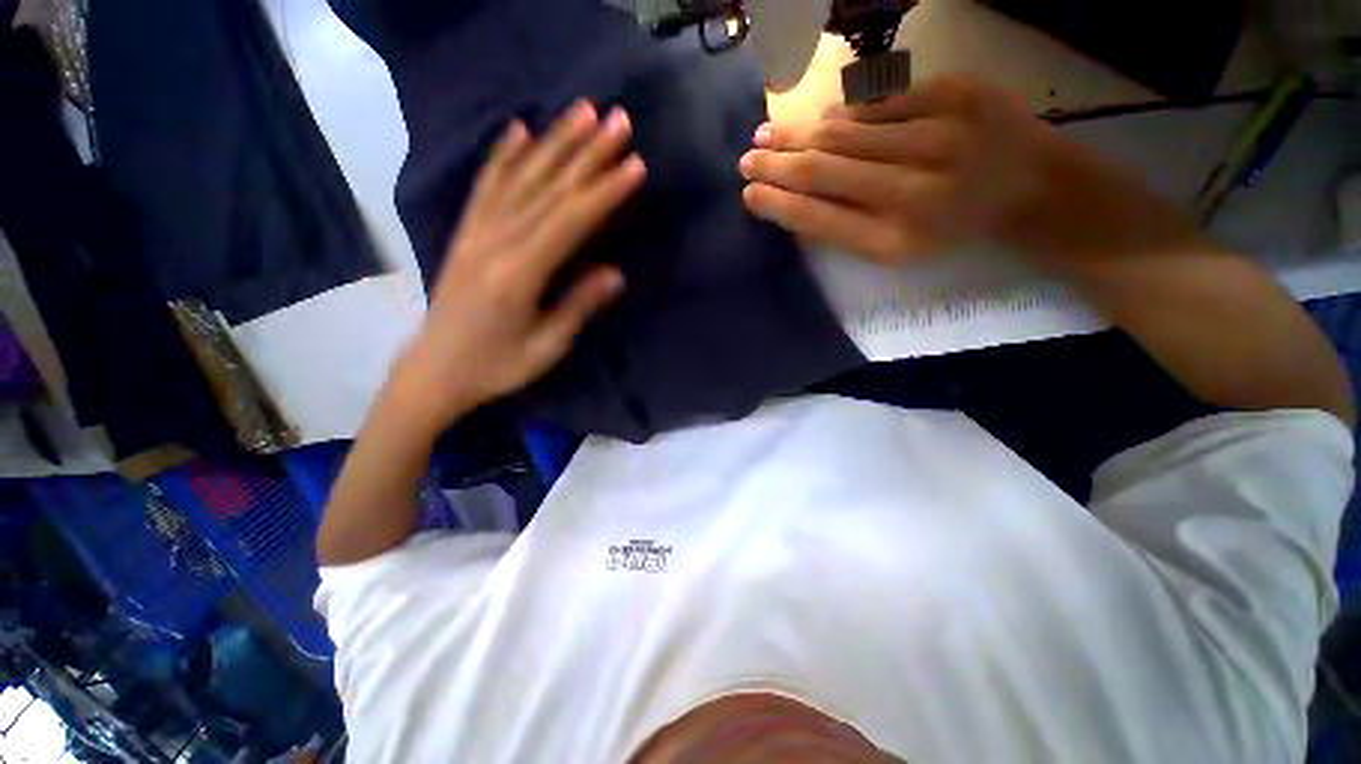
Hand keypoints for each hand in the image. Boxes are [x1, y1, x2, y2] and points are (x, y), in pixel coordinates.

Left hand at [389, 101, 645, 430]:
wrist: (435, 370)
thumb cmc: (497, 366)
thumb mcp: (546, 346)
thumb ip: (578, 305)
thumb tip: (615, 273)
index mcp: (519, 274)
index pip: (570, 221)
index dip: (604, 192)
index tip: (635, 165)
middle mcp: (496, 241)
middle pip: (548, 188)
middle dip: (587, 152)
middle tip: (618, 120)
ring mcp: (476, 232)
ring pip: (520, 177)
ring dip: (554, 141)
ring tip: (582, 110)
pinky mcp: (466, 232)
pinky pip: (485, 184)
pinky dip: (503, 154)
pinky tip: (519, 129)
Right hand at [738, 75, 1192, 266]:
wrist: (1034, 190)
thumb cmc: (955, 232)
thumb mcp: (897, 252)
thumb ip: (844, 229)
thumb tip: (792, 205)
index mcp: (893, 239)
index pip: (815, 217)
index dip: (776, 204)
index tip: (748, 194)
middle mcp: (910, 190)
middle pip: (822, 170)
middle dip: (775, 165)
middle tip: (746, 159)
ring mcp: (937, 136)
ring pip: (844, 131)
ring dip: (798, 134)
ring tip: (768, 135)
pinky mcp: (956, 94)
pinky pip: (880, 100)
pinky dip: (844, 112)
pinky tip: (822, 120)